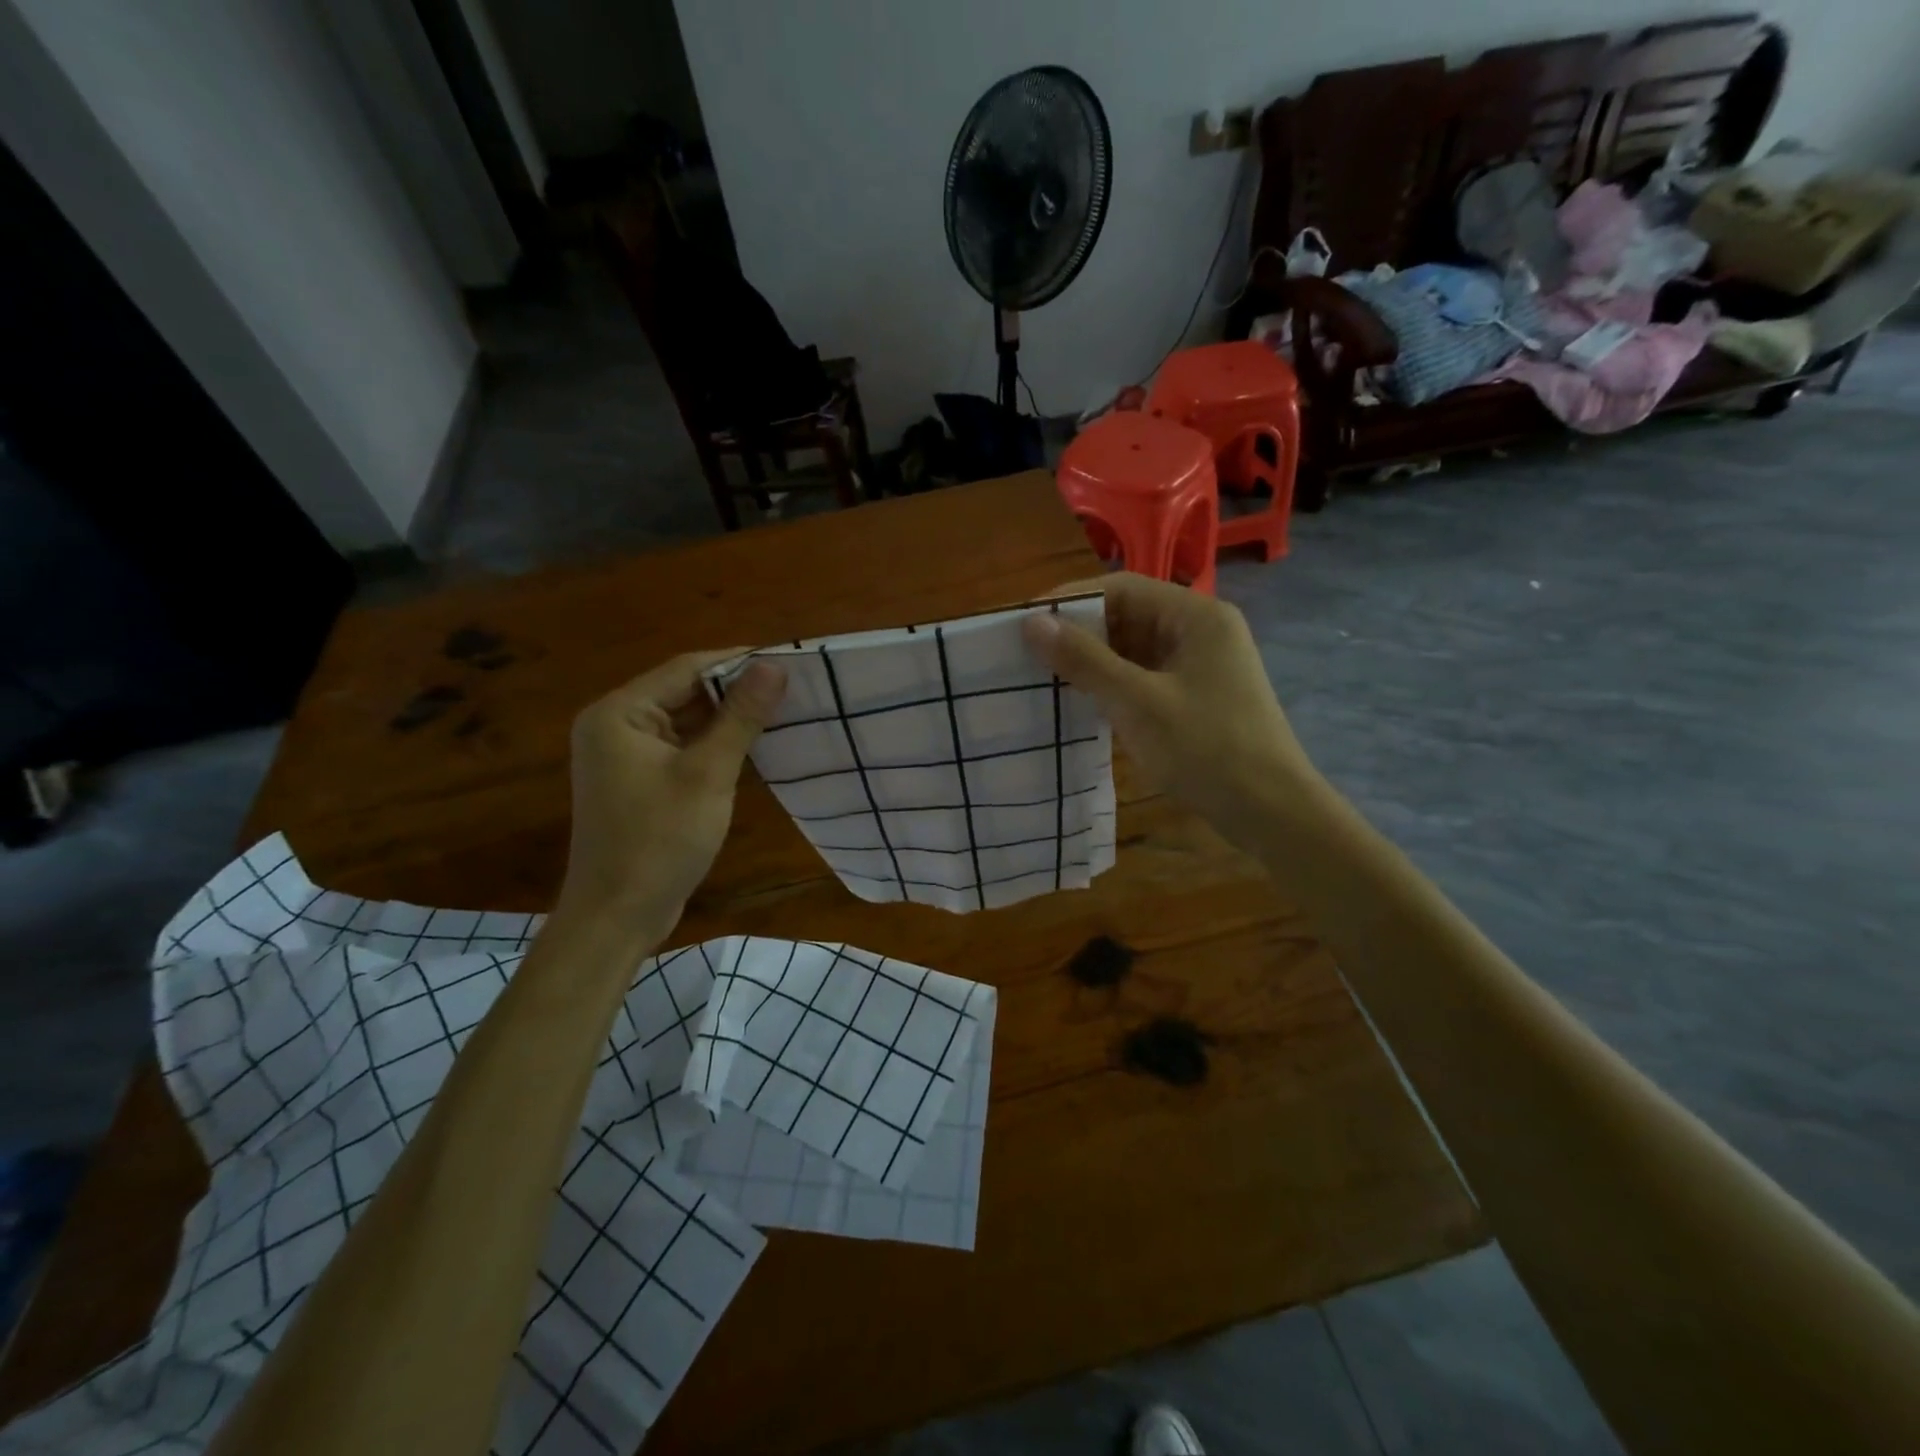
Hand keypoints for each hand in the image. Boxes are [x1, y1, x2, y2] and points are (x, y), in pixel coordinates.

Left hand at [555, 652, 786, 942]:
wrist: (617, 917)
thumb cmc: (659, 841)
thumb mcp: (707, 774)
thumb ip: (740, 717)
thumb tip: (774, 666)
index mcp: (619, 713)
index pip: (686, 668)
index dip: (738, 661)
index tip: (788, 660)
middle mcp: (615, 725)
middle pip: (684, 692)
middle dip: (736, 691)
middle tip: (793, 688)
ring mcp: (625, 756)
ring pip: (686, 721)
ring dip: (729, 719)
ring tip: (783, 712)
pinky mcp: (639, 781)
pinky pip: (682, 748)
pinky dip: (715, 745)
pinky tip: (754, 747)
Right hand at [1022, 574, 1329, 854]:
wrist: (1272, 812)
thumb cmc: (1206, 749)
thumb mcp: (1137, 702)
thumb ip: (1084, 660)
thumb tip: (1031, 623)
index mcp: (1195, 615)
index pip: (1121, 587)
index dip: (1069, 601)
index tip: (1025, 624)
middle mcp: (1200, 630)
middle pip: (1128, 615)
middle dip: (1079, 633)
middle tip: (1027, 655)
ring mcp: (1201, 664)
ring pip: (1134, 648)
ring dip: (1093, 661)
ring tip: (1043, 678)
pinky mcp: (1197, 695)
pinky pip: (1145, 676)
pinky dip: (1113, 684)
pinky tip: (1081, 702)